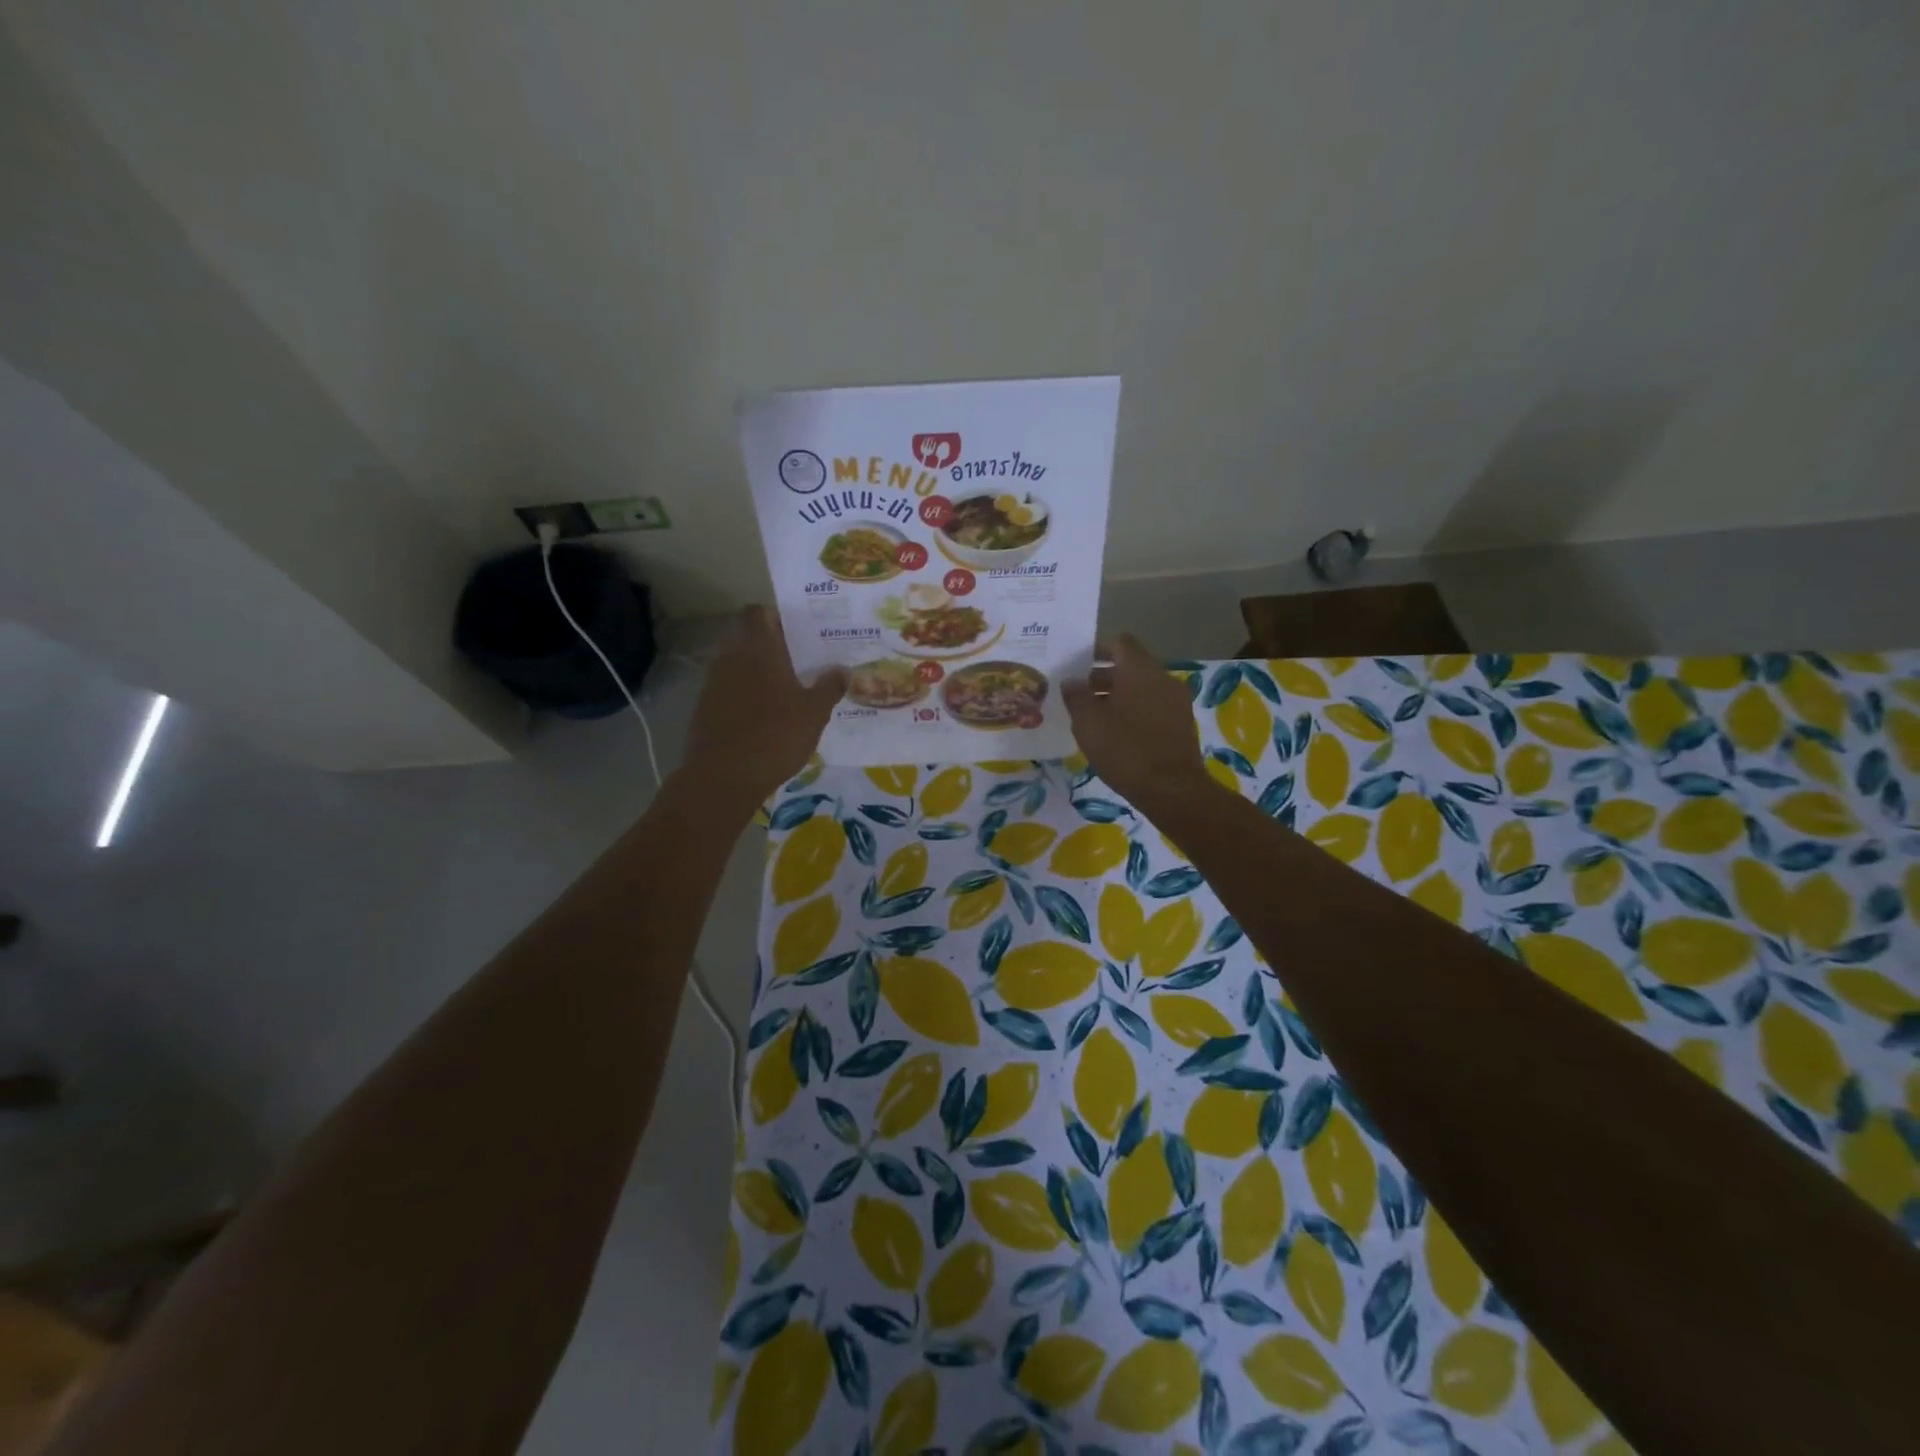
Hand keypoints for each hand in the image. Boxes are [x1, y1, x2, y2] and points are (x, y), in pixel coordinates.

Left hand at [682, 607, 845, 809]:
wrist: (722, 778)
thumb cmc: (775, 736)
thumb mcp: (814, 713)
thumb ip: (829, 686)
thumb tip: (842, 669)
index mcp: (757, 649)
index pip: (758, 612)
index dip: (777, 615)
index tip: (801, 629)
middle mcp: (731, 658)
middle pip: (750, 639)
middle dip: (775, 647)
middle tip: (806, 661)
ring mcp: (713, 684)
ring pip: (740, 666)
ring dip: (762, 673)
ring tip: (791, 690)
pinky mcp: (706, 709)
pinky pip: (731, 690)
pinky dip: (749, 696)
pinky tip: (769, 716)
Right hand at [1062, 635, 1213, 810]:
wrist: (1172, 789)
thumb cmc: (1125, 749)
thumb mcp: (1088, 723)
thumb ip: (1076, 696)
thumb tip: (1071, 680)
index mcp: (1139, 669)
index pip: (1119, 642)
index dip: (1097, 649)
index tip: (1077, 664)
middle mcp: (1162, 677)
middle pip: (1131, 665)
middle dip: (1104, 675)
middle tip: (1080, 693)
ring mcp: (1176, 700)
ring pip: (1143, 686)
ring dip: (1119, 694)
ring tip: (1095, 716)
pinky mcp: (1182, 722)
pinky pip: (1153, 705)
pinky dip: (1135, 709)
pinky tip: (1118, 732)